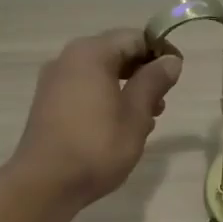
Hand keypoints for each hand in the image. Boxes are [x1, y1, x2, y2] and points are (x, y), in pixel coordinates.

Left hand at [12, 29, 182, 207]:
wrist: (45, 183)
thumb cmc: (97, 145)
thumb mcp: (136, 114)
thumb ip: (154, 82)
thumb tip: (171, 60)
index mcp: (91, 53)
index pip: (134, 38)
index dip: (160, 52)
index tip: (177, 76)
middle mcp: (68, 59)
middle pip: (115, 53)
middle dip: (143, 73)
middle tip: (162, 102)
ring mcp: (54, 81)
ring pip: (100, 73)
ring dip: (126, 88)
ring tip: (145, 119)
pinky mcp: (47, 103)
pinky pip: (84, 89)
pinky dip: (105, 99)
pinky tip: (118, 127)